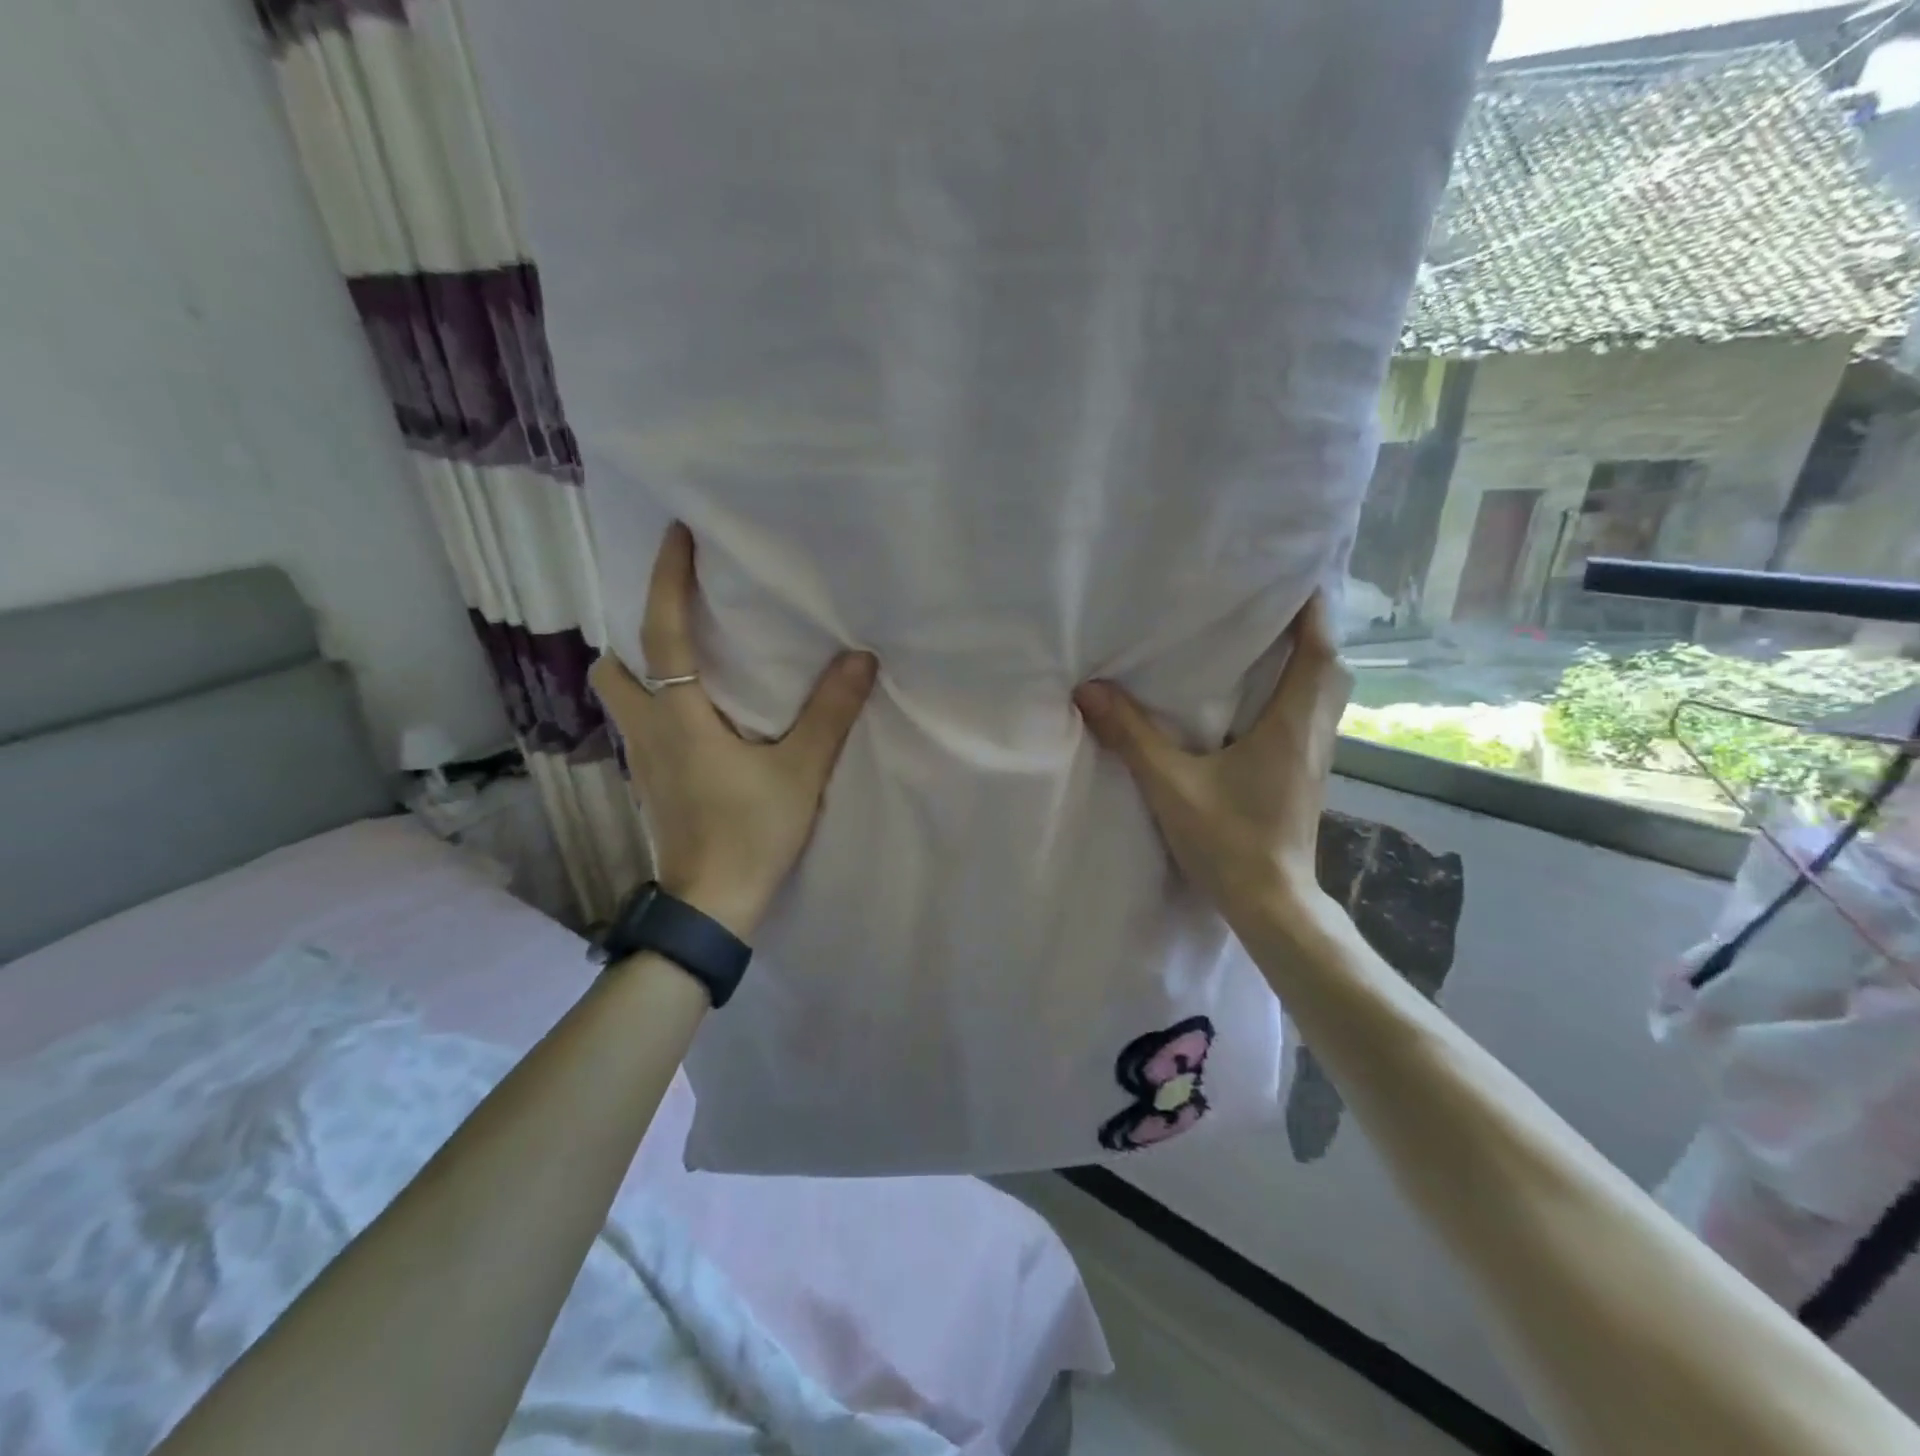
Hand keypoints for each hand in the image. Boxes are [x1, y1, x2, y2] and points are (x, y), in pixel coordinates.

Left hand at [589, 523, 877, 939]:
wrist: (712, 906)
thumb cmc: (750, 834)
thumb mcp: (799, 772)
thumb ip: (829, 714)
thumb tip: (859, 658)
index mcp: (679, 717)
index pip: (662, 633)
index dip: (666, 580)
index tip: (677, 536)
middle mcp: (648, 732)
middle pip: (614, 670)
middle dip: (634, 638)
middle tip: (680, 623)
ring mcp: (643, 764)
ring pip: (623, 702)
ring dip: (642, 674)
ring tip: (692, 667)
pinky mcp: (653, 787)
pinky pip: (643, 729)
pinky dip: (660, 708)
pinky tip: (701, 720)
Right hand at [1073, 593, 1350, 938]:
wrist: (1272, 903)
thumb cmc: (1229, 841)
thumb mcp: (1171, 785)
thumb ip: (1132, 736)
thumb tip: (1089, 690)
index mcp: (1291, 725)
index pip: (1318, 652)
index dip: (1313, 611)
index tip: (1295, 576)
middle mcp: (1314, 734)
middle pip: (1331, 669)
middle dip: (1312, 631)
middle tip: (1277, 605)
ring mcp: (1315, 759)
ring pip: (1326, 695)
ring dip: (1308, 662)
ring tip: (1271, 640)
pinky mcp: (1305, 778)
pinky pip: (1311, 718)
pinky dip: (1298, 694)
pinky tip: (1263, 700)